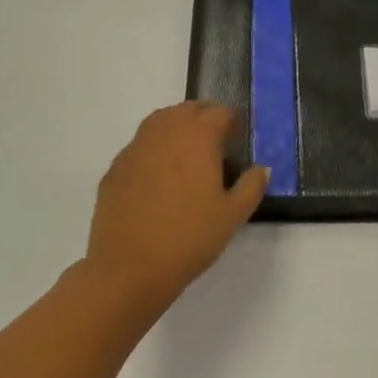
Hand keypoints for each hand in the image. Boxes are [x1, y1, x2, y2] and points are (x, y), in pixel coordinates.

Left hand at [84, 102, 269, 310]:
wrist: (129, 268)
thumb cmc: (189, 238)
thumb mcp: (233, 216)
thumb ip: (251, 186)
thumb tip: (262, 169)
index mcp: (198, 138)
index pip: (219, 113)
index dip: (232, 122)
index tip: (238, 138)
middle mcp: (165, 133)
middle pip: (187, 110)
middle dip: (204, 117)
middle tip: (216, 140)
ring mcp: (135, 148)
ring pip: (159, 121)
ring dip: (177, 127)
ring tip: (188, 151)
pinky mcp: (115, 168)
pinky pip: (139, 146)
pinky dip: (153, 149)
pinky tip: (158, 176)